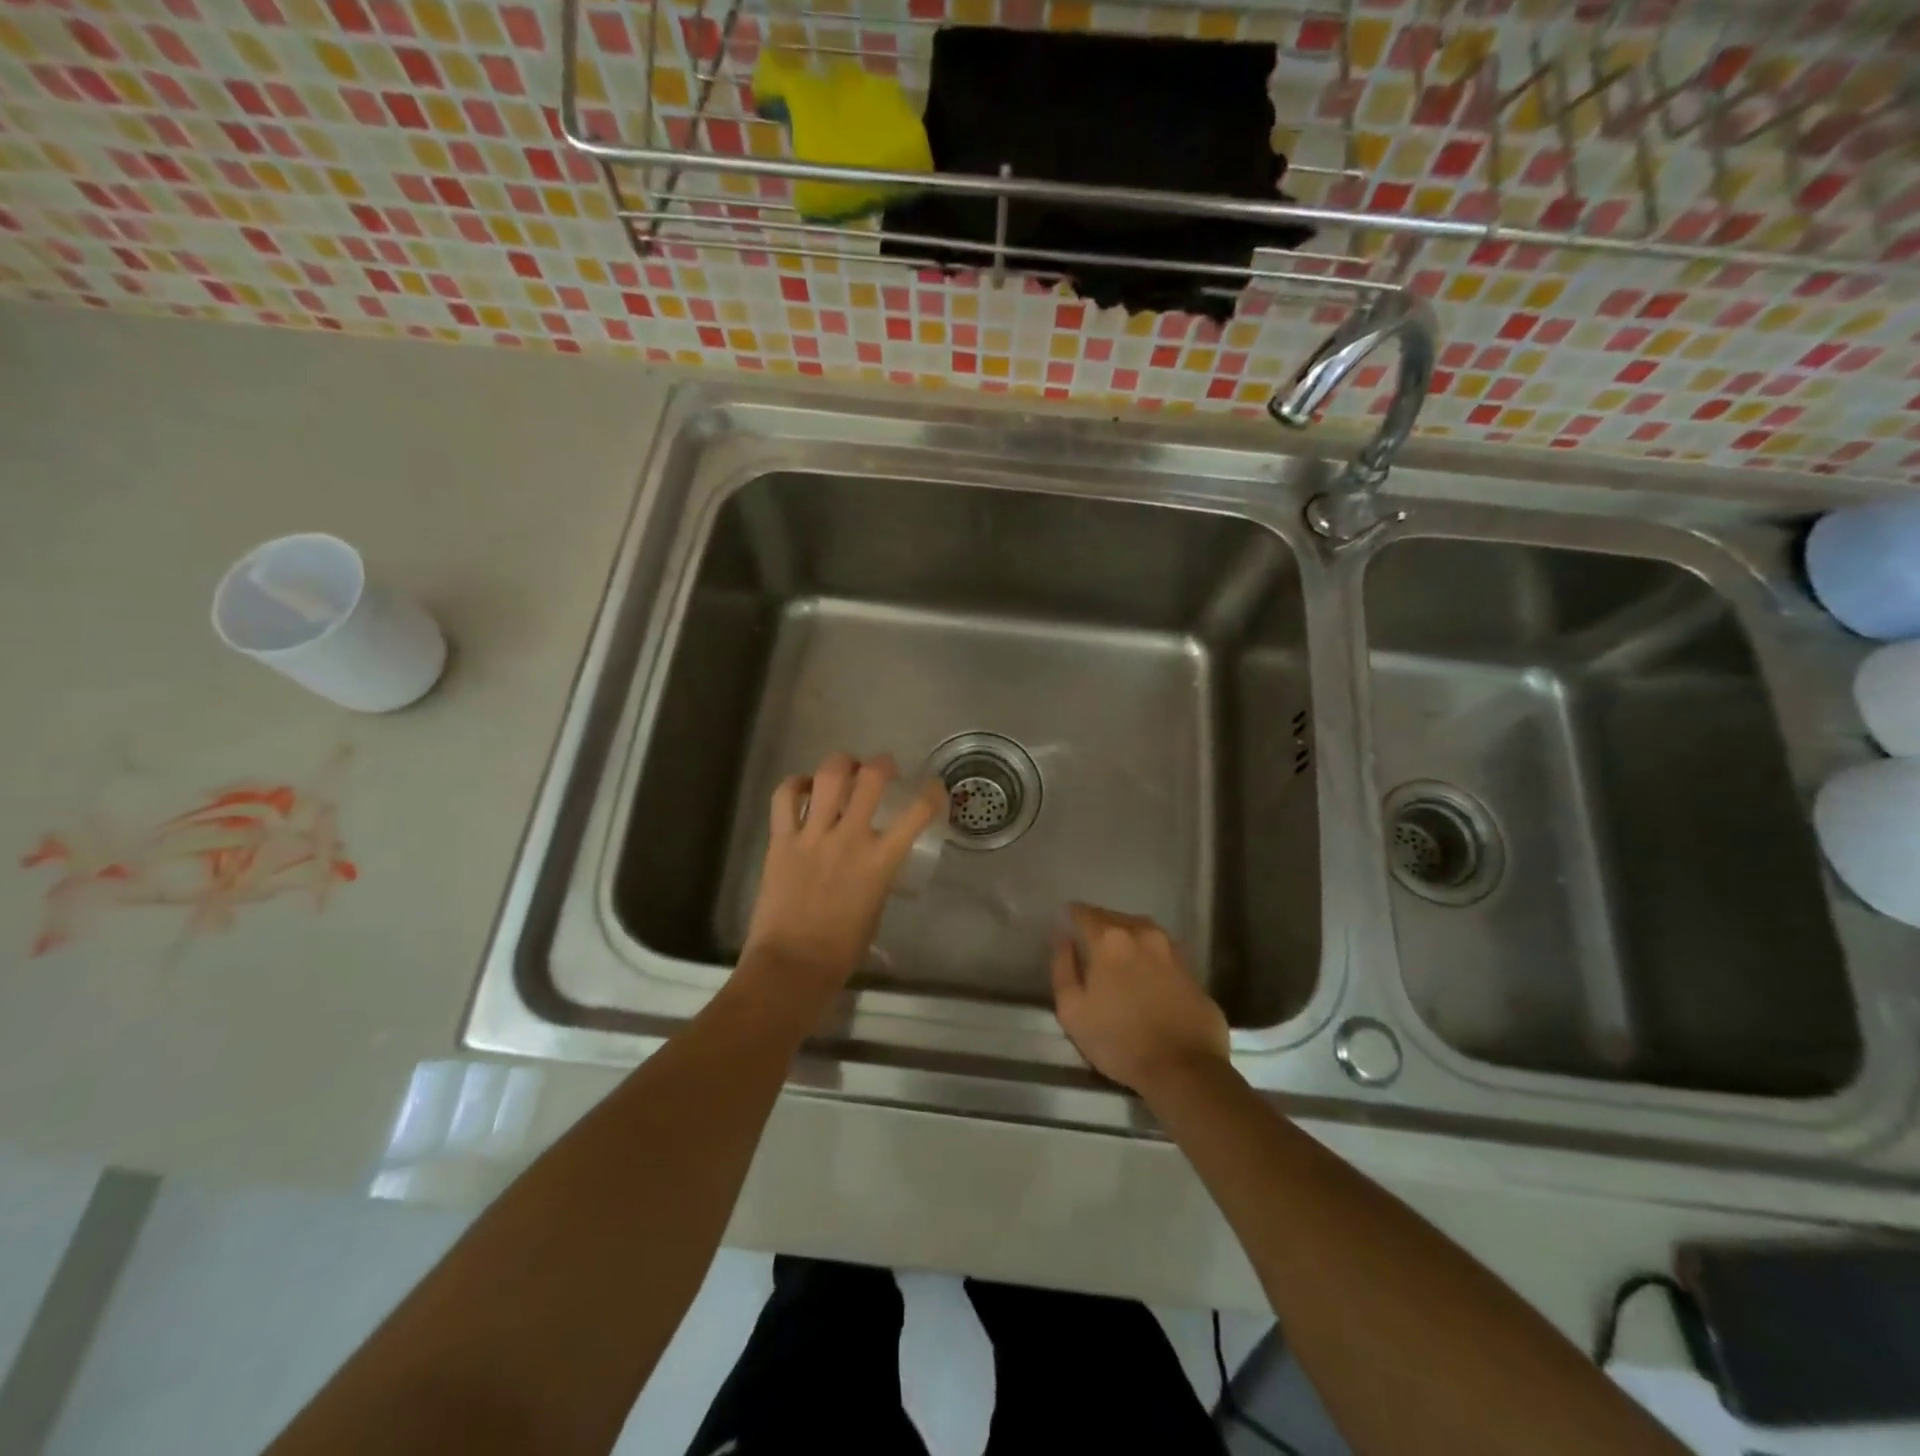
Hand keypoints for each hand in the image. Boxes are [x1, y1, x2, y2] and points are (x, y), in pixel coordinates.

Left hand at [741, 752, 946, 993]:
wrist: (793, 964)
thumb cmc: (842, 948)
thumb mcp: (876, 906)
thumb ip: (878, 873)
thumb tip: (874, 856)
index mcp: (880, 860)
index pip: (918, 812)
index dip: (932, 792)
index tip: (933, 787)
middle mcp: (850, 838)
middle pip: (872, 778)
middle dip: (882, 763)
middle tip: (882, 767)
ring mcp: (813, 835)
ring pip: (829, 776)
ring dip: (842, 764)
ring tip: (845, 768)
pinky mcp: (781, 840)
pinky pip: (785, 797)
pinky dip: (795, 784)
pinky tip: (803, 787)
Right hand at [1050, 904, 1229, 1095]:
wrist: (1185, 1069)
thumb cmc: (1119, 1041)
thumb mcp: (1072, 1011)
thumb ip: (1063, 967)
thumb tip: (1064, 939)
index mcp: (1110, 939)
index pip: (1084, 913)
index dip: (1071, 916)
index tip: (1065, 925)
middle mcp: (1142, 933)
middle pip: (1113, 918)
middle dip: (1098, 927)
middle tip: (1088, 946)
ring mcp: (1171, 948)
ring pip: (1139, 930)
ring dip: (1125, 938)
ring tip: (1116, 958)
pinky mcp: (1191, 967)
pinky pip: (1160, 950)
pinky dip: (1147, 955)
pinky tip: (1143, 975)